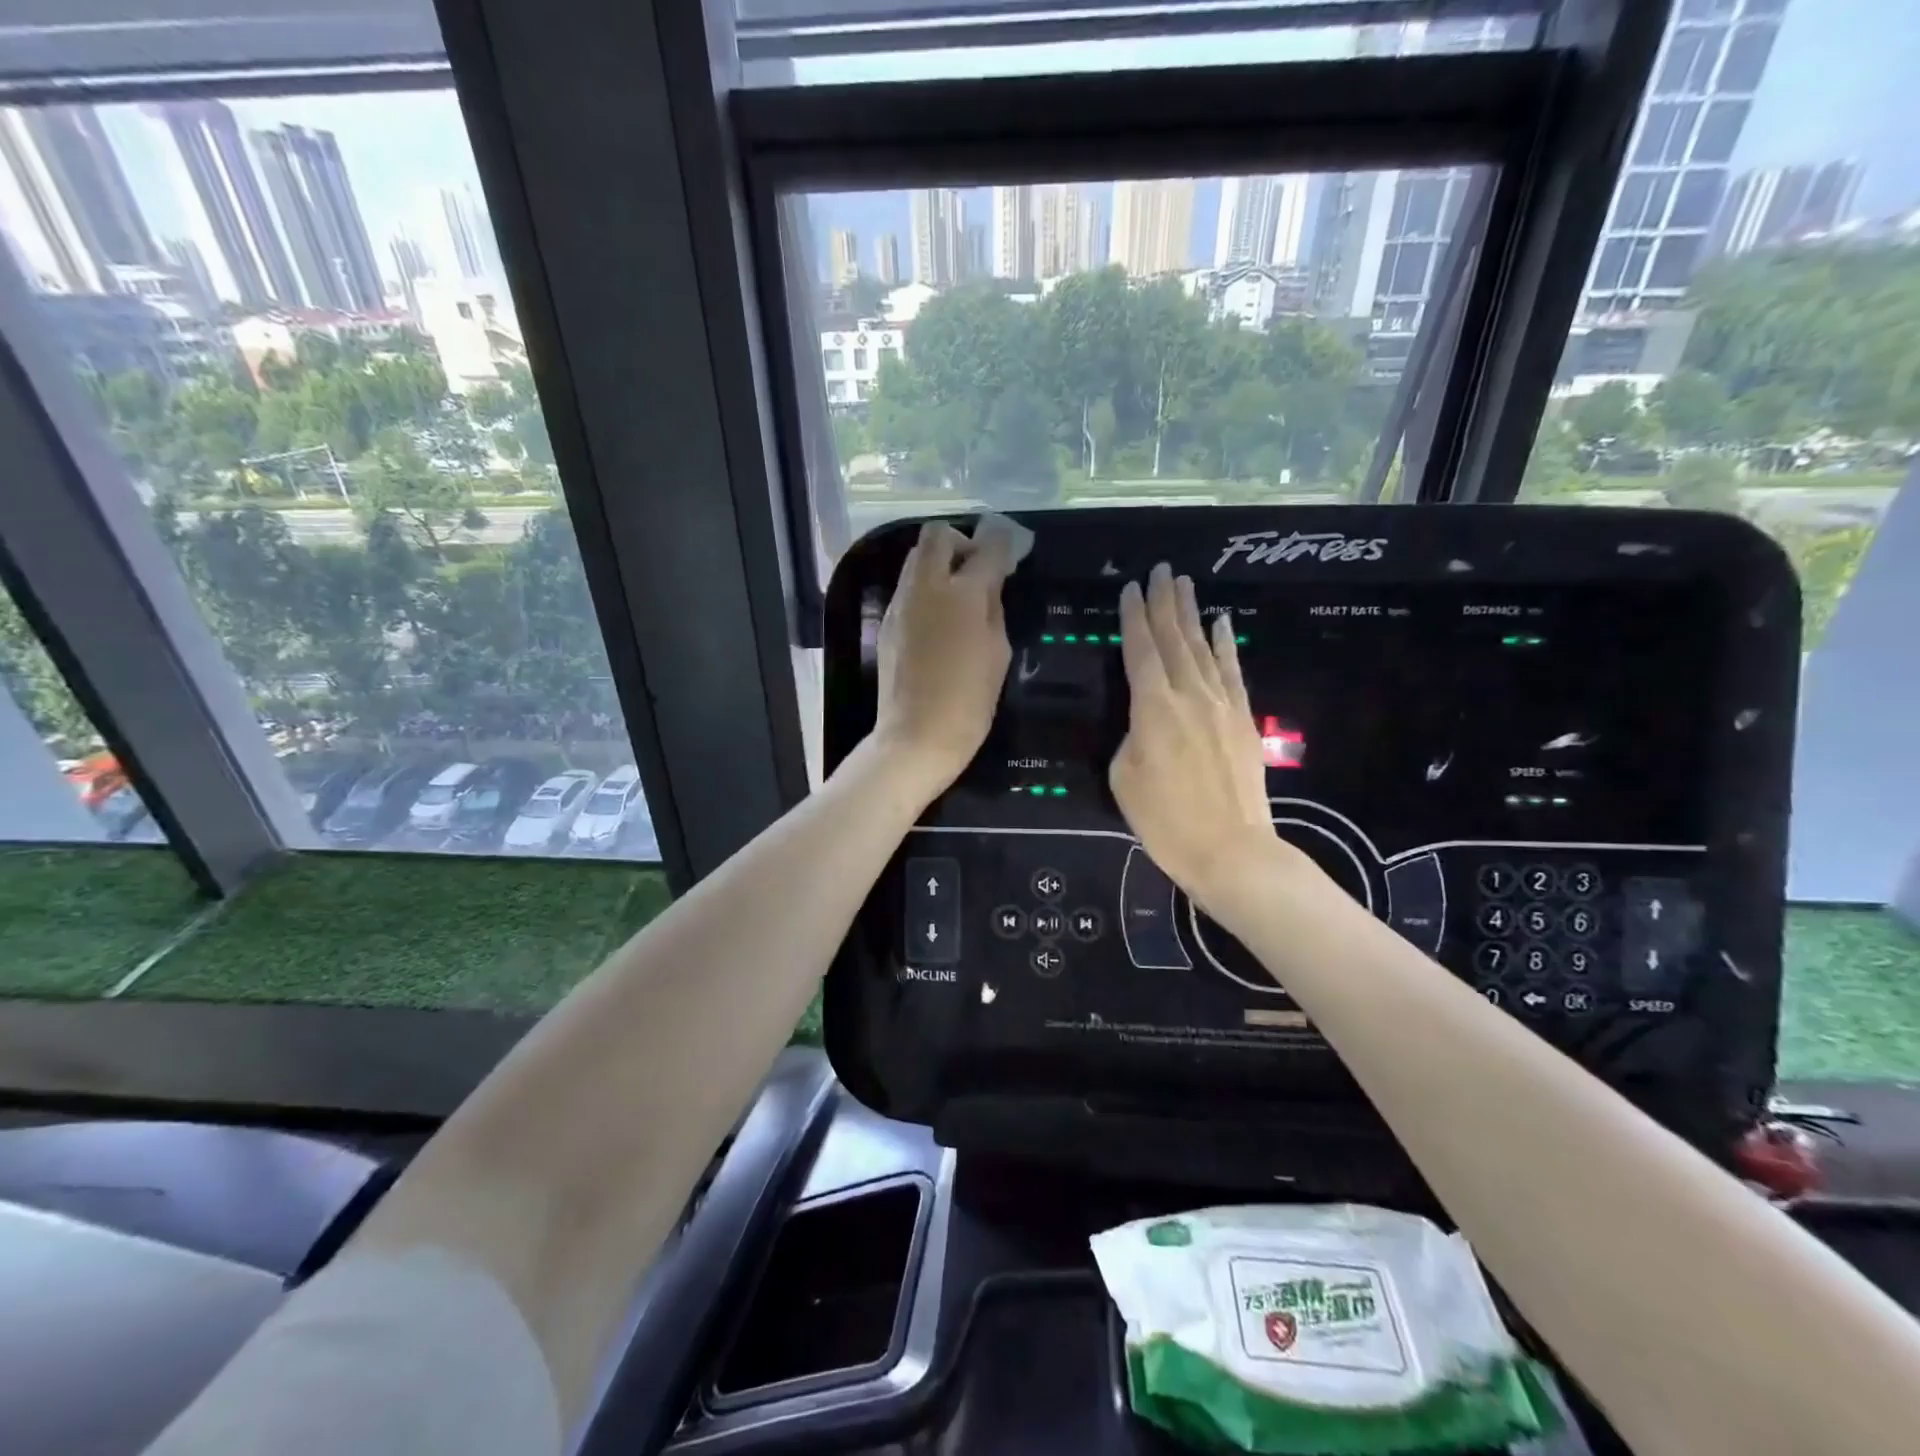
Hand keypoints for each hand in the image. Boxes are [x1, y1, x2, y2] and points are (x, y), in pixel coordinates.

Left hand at [873, 520, 1015, 797]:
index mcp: (962, 593)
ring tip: (959, 595)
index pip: (986, 548)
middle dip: (960, 542)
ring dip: (940, 563)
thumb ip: (993, 609)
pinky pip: (908, 587)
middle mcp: (926, 587)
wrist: (916, 735)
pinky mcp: (888, 622)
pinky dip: (926, 588)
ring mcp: (901, 603)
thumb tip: (988, 585)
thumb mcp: (997, 652)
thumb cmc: (969, 700)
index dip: (1002, 543)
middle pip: (937, 535)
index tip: (1010, 548)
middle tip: (977, 569)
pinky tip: (940, 619)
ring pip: (916, 558)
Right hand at [1110, 564, 1312, 911]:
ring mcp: (1221, 703)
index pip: (1140, 650)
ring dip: (1192, 614)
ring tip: (1185, 584)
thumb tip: (1145, 722)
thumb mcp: (1125, 777)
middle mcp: (1189, 694)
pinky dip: (1226, 645)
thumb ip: (1131, 737)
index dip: (1133, 617)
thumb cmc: (1165, 820)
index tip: (1130, 587)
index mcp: (1152, 707)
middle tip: (1160, 570)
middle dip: (1164, 602)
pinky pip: (1232, 671)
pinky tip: (1223, 624)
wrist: (1230, 849)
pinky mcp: (1244, 719)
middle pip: (1173, 638)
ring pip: (1203, 647)